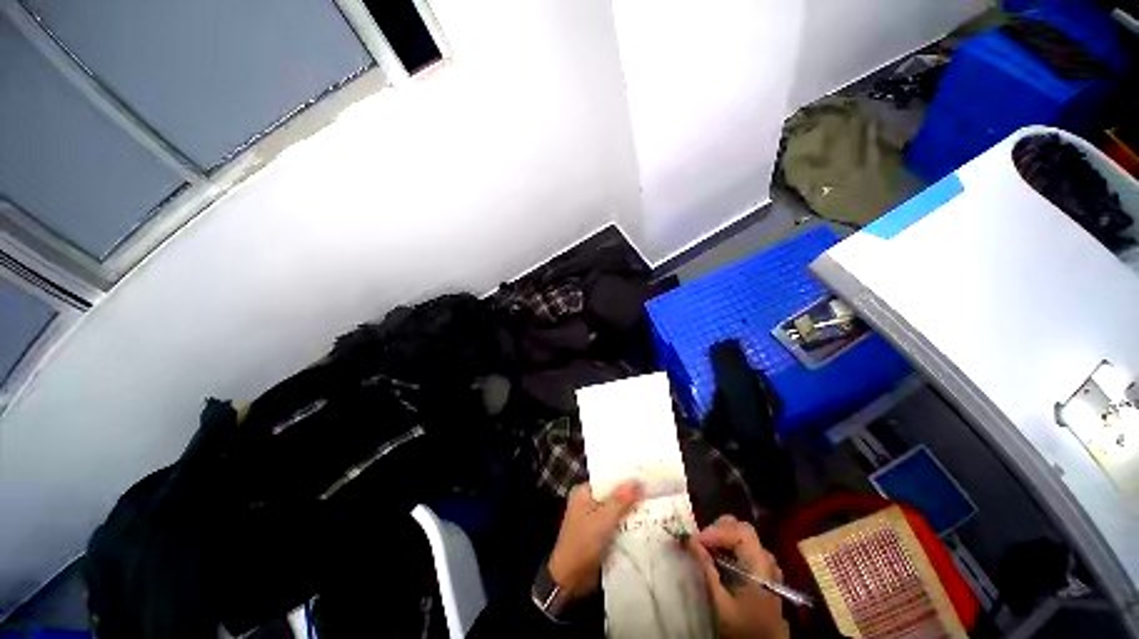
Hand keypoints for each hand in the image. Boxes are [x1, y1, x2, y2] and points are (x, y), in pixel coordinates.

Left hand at [547, 480, 641, 601]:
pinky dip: (627, 524)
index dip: (624, 477)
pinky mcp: (599, 534)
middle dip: (630, 495)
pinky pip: (616, 524)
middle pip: (612, 494)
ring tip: (654, 504)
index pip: (607, 478)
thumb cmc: (583, 543)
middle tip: (653, 490)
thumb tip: (637, 480)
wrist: (570, 579)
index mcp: (584, 492)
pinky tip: (645, 523)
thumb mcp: (604, 519)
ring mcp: (593, 518)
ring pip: (616, 510)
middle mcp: (587, 502)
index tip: (644, 474)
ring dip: (631, 511)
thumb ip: (621, 500)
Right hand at [687, 515, 789, 638]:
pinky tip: (717, 556)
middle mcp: (767, 560)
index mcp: (761, 566)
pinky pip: (745, 546)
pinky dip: (728, 544)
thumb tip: (689, 541)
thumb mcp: (722, 603)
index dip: (716, 531)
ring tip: (705, 548)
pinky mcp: (763, 570)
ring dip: (722, 536)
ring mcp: (767, 564)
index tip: (695, 541)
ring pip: (743, 535)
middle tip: (700, 542)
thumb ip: (707, 569)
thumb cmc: (743, 628)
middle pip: (742, 528)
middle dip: (718, 529)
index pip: (740, 533)